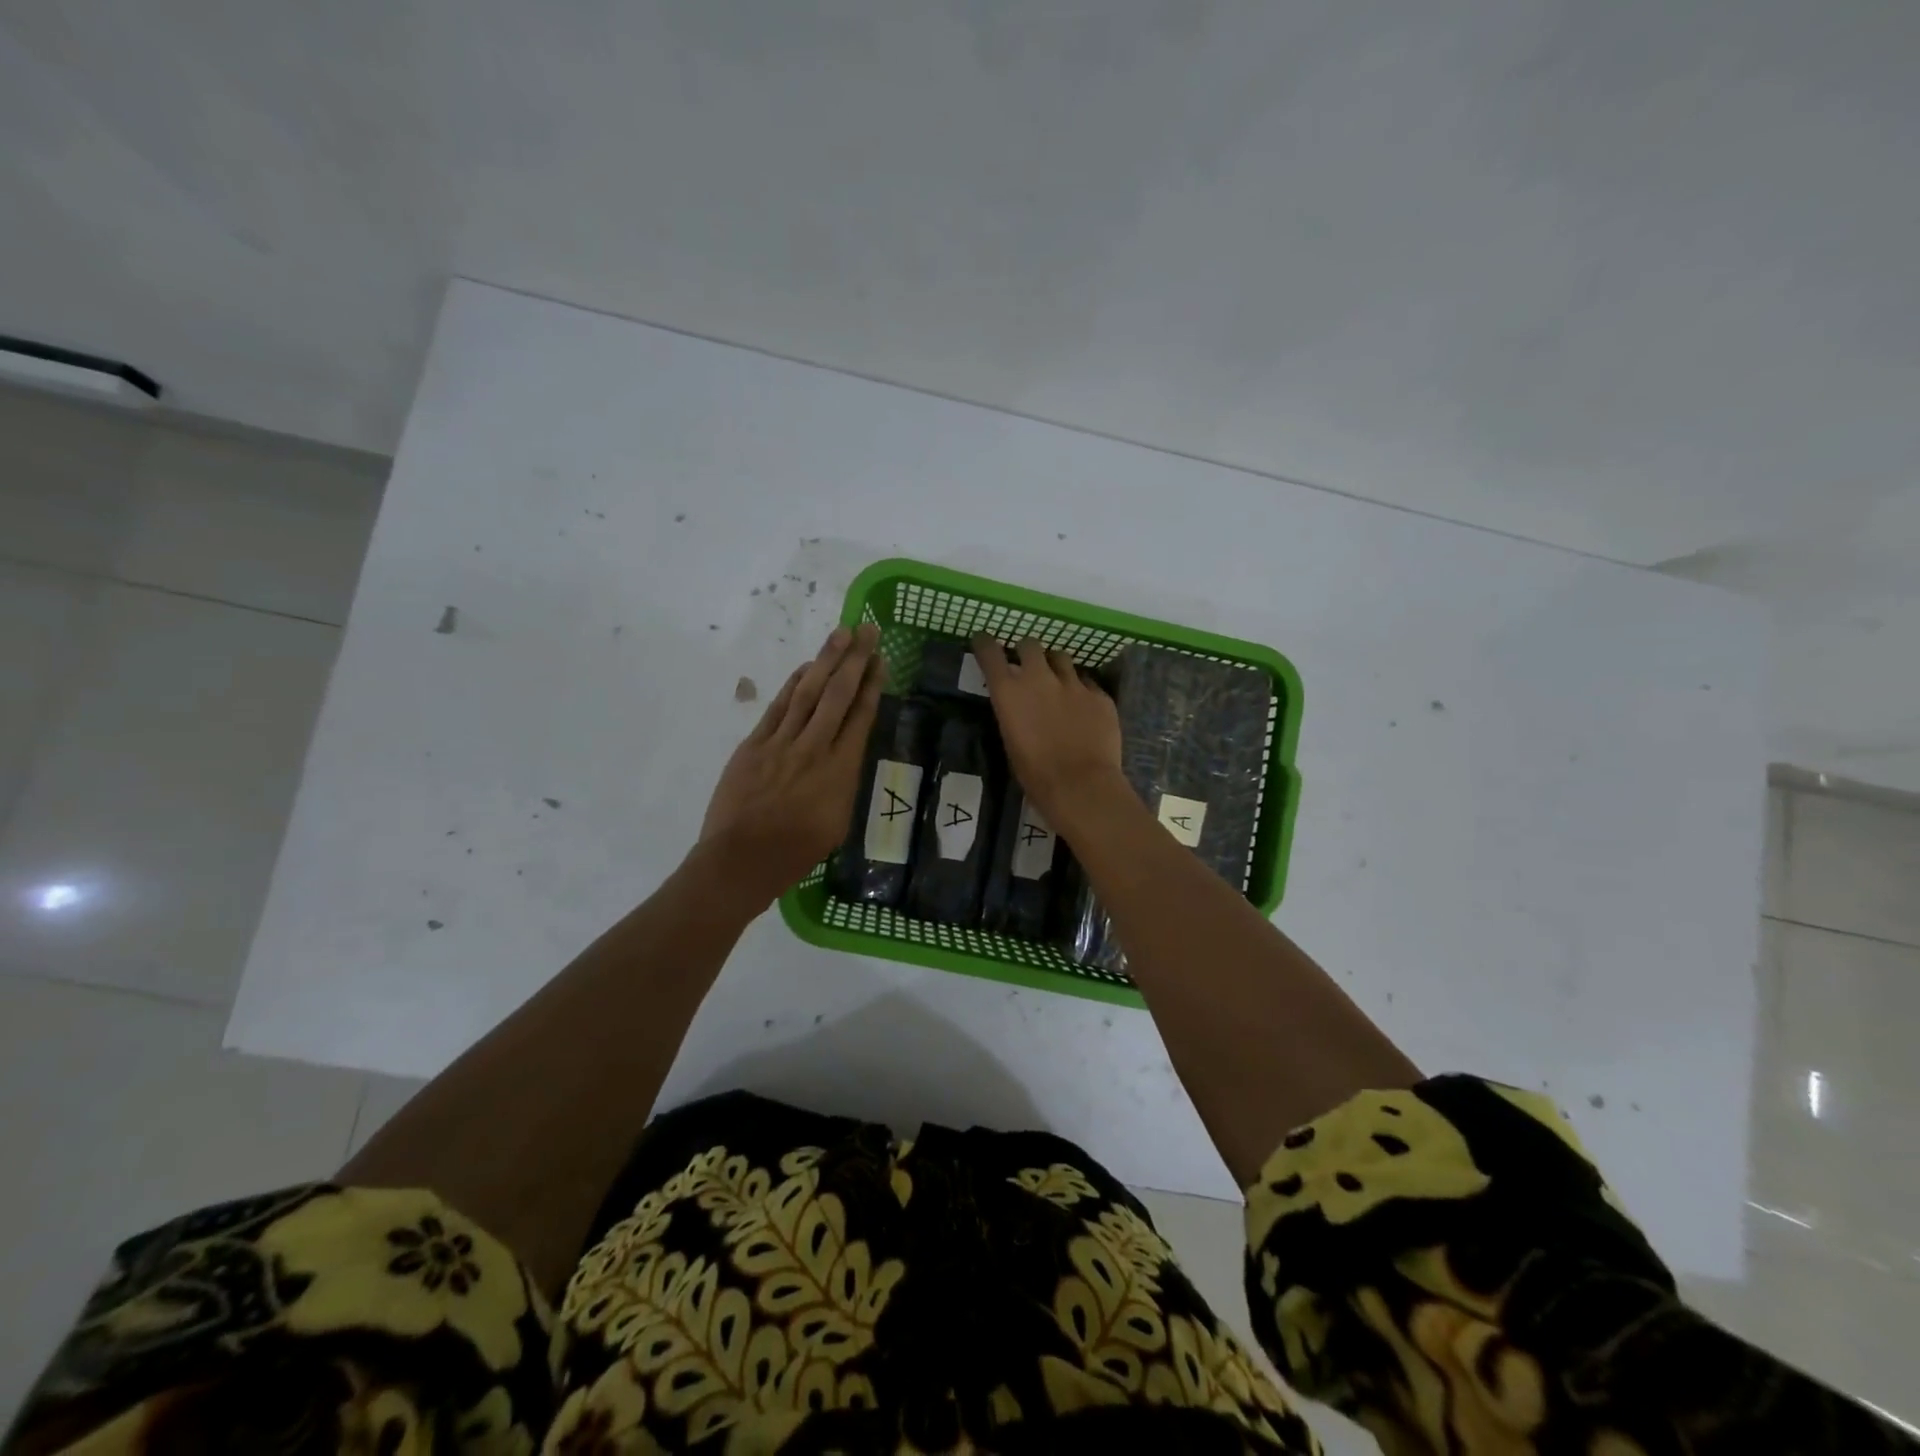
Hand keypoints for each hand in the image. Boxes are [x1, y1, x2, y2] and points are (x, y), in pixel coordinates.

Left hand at [700, 624, 884, 905]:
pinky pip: (778, 707)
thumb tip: (844, 756)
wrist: (742, 859)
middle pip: (838, 695)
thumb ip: (844, 783)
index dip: (872, 684)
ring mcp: (782, 743)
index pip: (861, 716)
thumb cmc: (796, 851)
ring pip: (808, 692)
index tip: (880, 659)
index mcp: (841, 771)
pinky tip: (807, 667)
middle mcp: (815, 748)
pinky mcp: (754, 744)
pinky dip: (793, 684)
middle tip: (867, 629)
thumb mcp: (838, 822)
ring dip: (826, 660)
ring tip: (841, 634)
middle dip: (855, 659)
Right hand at [971, 634, 1123, 824]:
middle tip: (1027, 663)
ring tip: (1058, 681)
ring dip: (1055, 666)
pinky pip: (1088, 683)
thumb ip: (1013, 714)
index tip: (984, 641)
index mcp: (1009, 692)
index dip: (985, 644)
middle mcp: (1039, 678)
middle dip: (1026, 651)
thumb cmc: (1035, 774)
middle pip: (1030, 644)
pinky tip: (1084, 707)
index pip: (990, 653)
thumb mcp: (1011, 742)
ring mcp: (1073, 684)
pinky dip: (1082, 690)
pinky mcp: (1100, 695)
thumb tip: (1018, 706)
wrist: (1081, 786)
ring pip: (1061, 657)